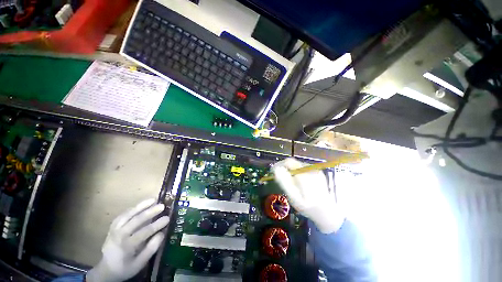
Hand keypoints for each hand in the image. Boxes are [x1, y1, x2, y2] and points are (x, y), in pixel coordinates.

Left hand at [86, 199, 169, 281]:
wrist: (106, 269)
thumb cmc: (125, 267)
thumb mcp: (139, 263)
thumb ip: (151, 249)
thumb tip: (162, 233)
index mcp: (126, 246)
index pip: (143, 232)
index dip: (156, 225)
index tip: (168, 218)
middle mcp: (119, 235)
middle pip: (135, 221)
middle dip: (150, 212)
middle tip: (162, 206)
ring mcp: (114, 229)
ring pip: (128, 214)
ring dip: (141, 206)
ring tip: (153, 199)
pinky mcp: (113, 226)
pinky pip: (123, 215)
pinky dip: (133, 208)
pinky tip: (141, 205)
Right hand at [272, 158, 344, 233]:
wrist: (327, 212)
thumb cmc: (307, 207)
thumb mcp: (293, 197)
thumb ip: (284, 182)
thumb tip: (276, 170)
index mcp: (304, 175)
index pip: (289, 162)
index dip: (279, 164)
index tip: (273, 171)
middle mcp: (311, 169)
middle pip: (293, 162)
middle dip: (284, 168)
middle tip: (280, 178)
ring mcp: (315, 170)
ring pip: (298, 165)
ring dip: (291, 170)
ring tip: (289, 181)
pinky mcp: (318, 172)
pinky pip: (303, 168)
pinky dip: (297, 172)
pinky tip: (298, 182)